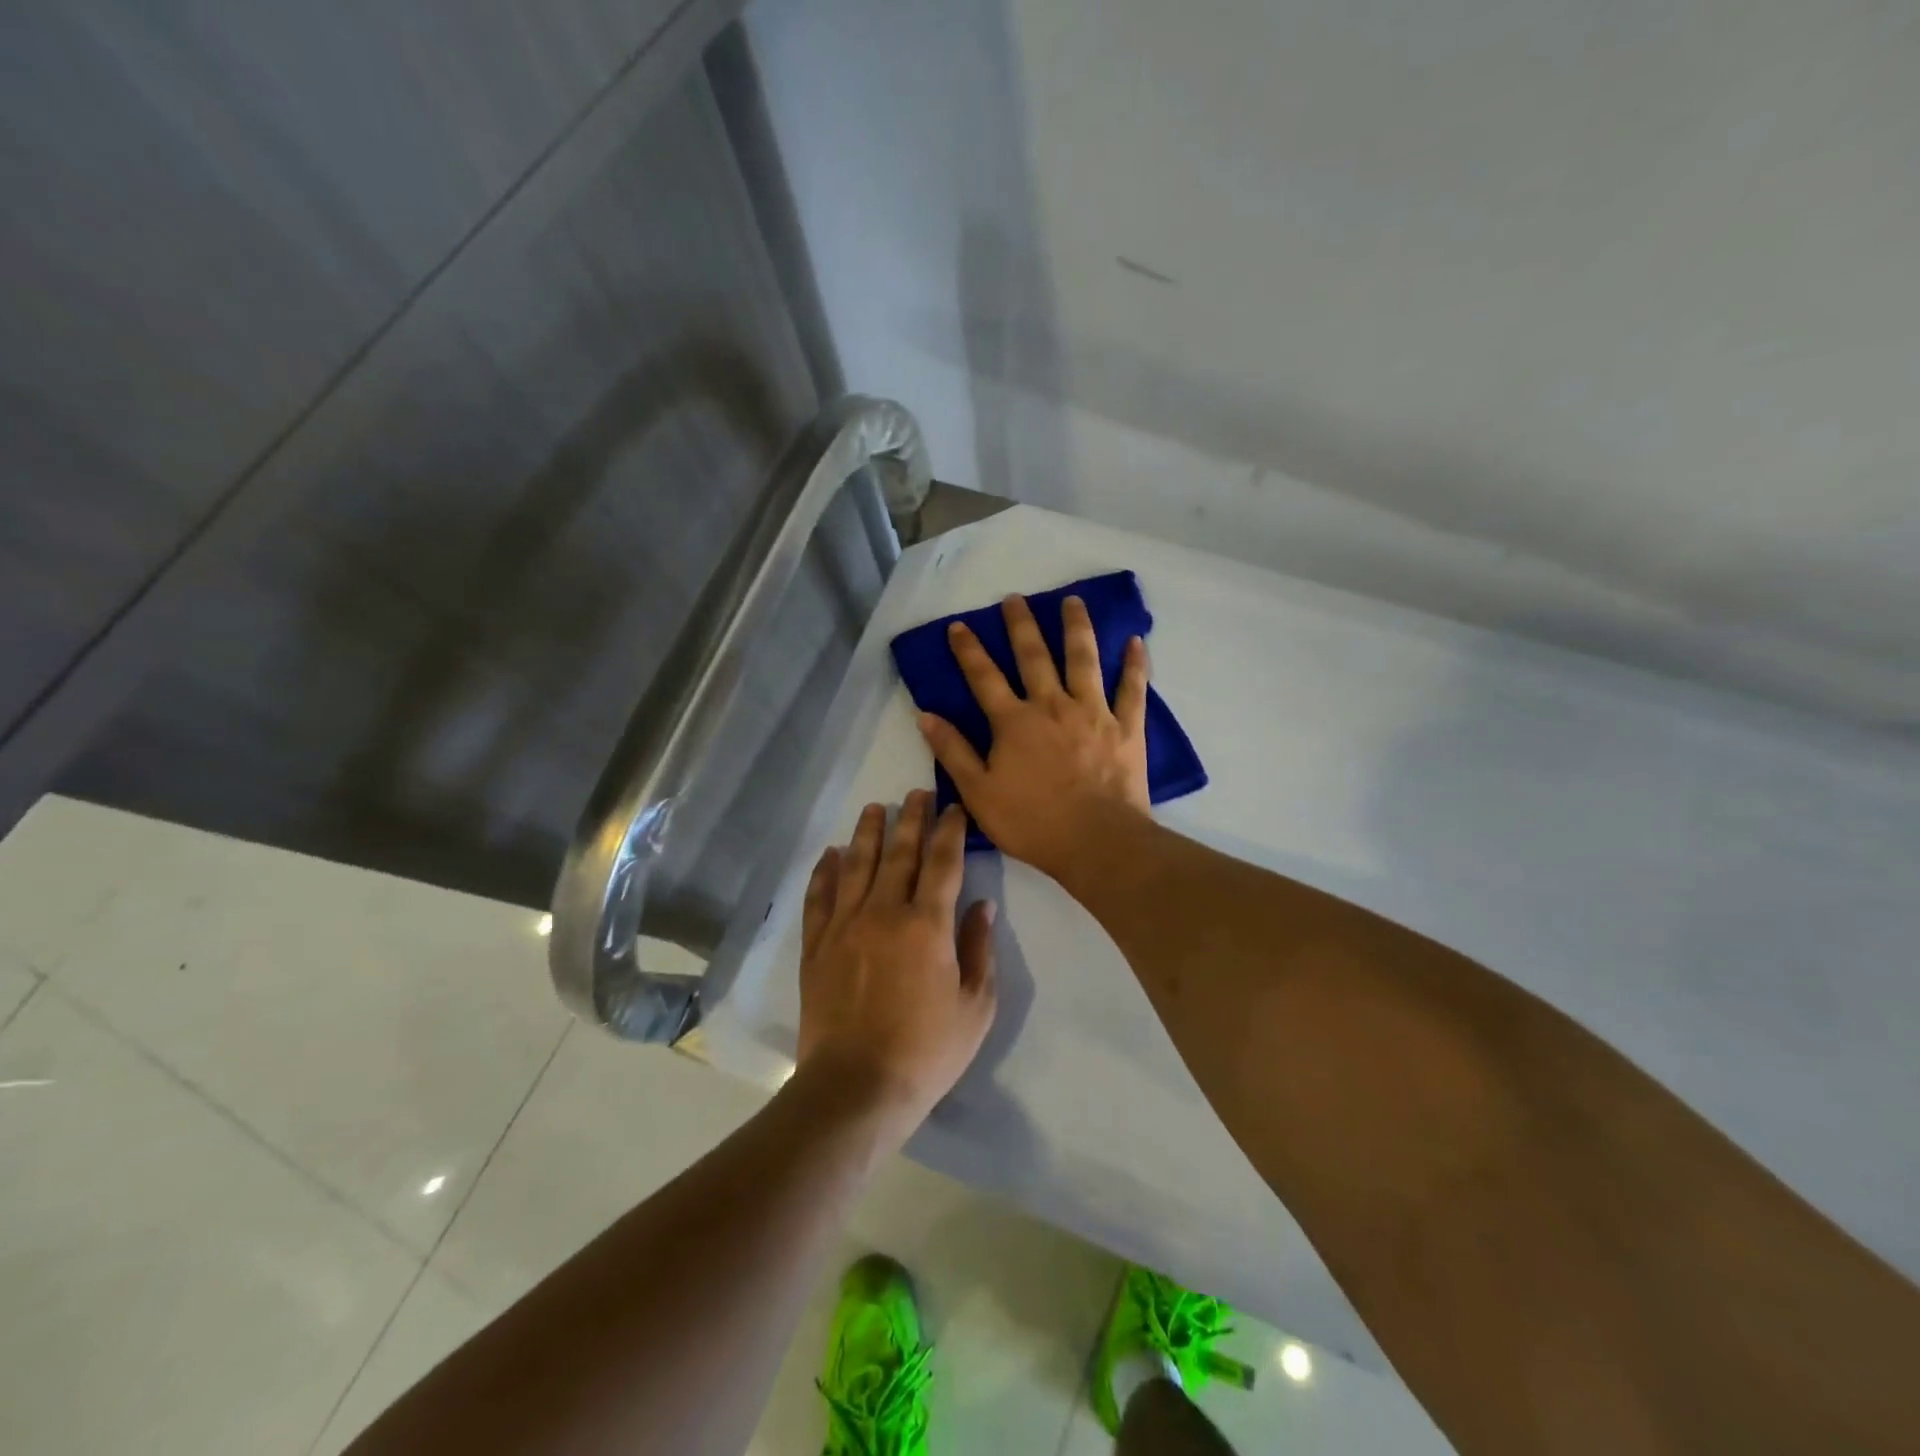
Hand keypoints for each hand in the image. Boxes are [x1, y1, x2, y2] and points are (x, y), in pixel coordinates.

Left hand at [796, 791, 997, 1132]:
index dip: (951, 831)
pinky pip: (819, 897)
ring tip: (876, 807)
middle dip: (911, 819)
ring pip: (857, 865)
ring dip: (868, 832)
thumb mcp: (975, 1007)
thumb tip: (982, 906)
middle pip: (899, 853)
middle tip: (917, 794)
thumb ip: (979, 950)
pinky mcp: (816, 945)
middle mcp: (884, 912)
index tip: (954, 809)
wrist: (856, 1087)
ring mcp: (845, 926)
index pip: (943, 862)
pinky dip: (825, 871)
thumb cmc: (926, 1051)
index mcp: (927, 925)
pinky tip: (831, 853)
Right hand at [918, 594, 1150, 878]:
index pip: (984, 677)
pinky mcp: (1126, 727)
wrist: (1095, 842)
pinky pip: (1132, 689)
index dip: (968, 650)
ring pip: (1083, 659)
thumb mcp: (978, 793)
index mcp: (1014, 722)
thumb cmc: (1032, 822)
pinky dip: (1134, 664)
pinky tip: (1135, 641)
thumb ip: (953, 751)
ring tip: (1073, 601)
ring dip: (1076, 627)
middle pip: (1034, 656)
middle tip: (1015, 598)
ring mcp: (1093, 712)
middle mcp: (1052, 705)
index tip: (958, 625)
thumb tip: (925, 715)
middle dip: (1021, 625)